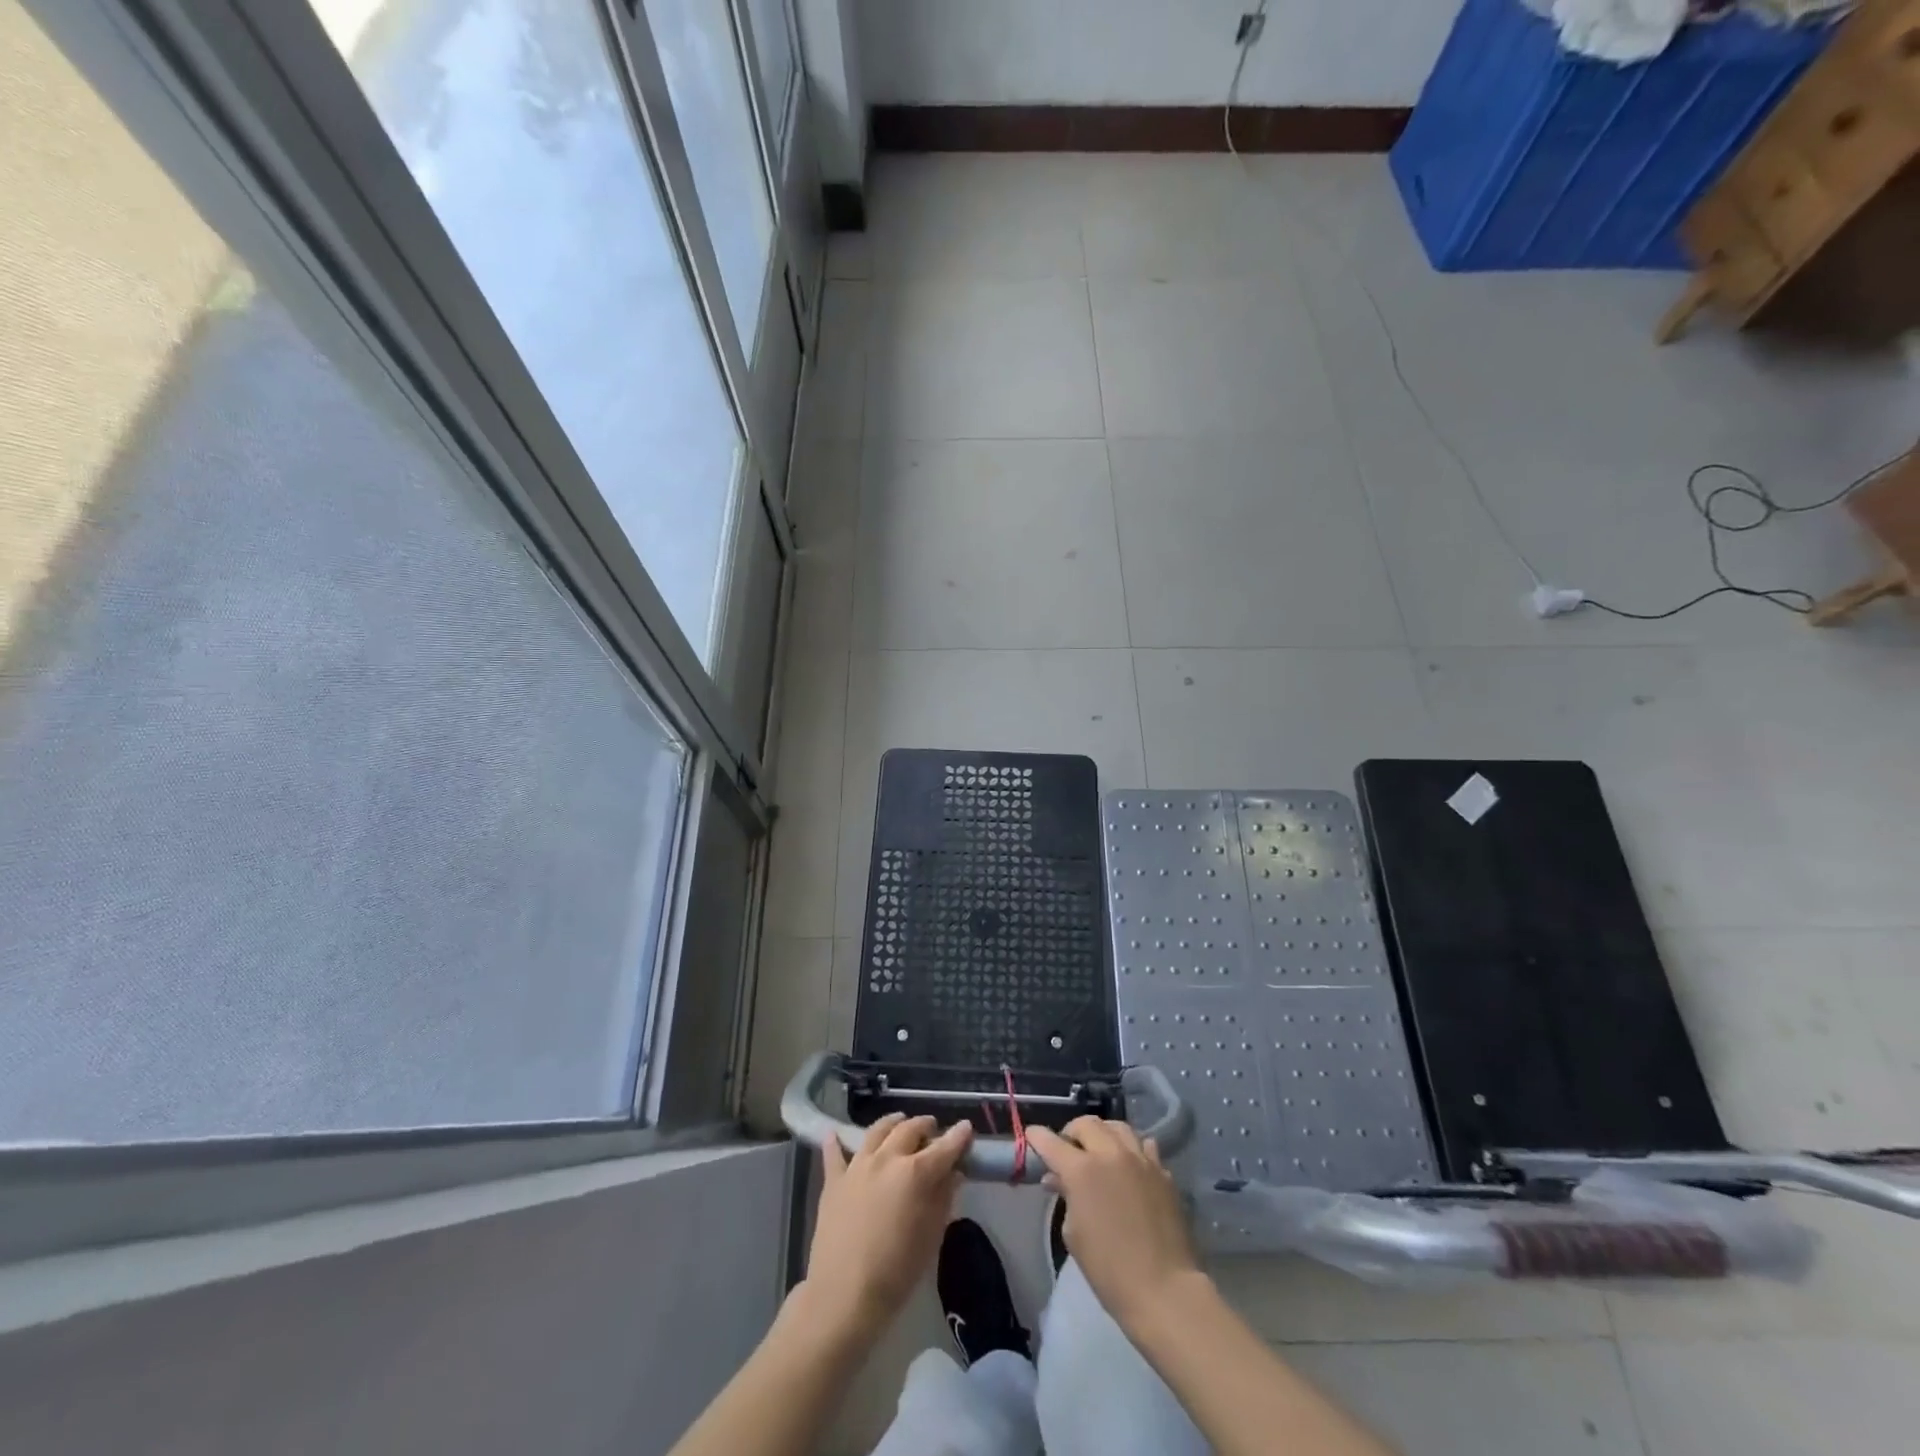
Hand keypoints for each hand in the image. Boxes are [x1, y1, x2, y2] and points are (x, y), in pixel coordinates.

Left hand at [799, 1113, 972, 1340]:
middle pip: (909, 1129)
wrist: (844, 1295)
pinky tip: (833, 1134)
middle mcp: (887, 1158)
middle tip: (933, 1128)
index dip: (958, 1136)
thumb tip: (953, 1173)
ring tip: (899, 1121)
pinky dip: (835, 1142)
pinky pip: (834, 1154)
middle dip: (925, 1125)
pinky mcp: (833, 1180)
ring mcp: (857, 1166)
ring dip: (892, 1123)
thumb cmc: (897, 1271)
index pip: (944, 1147)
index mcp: (916, 1172)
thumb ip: (943, 1198)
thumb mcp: (931, 1236)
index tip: (967, 1128)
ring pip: (877, 1131)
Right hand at [1026, 1117, 1202, 1330]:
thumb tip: (1059, 1179)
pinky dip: (1131, 1150)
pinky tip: (1130, 1166)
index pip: (1051, 1141)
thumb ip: (1066, 1197)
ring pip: (1117, 1127)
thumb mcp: (1074, 1234)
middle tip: (1068, 1151)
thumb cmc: (1109, 1269)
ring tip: (1099, 1151)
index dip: (1037, 1137)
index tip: (1031, 1136)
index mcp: (1081, 1169)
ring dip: (1102, 1134)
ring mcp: (1140, 1159)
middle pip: (1086, 1124)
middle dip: (1072, 1132)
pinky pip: (1144, 1146)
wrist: (1164, 1289)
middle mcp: (1110, 1154)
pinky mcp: (1163, 1172)